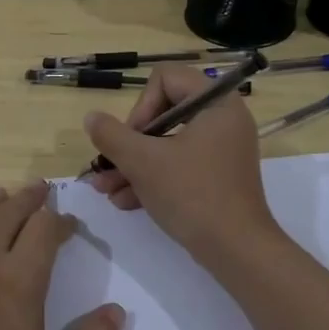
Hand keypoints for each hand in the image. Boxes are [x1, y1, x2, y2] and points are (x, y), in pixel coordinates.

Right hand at [83, 65, 281, 263]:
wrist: (237, 251)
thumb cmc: (192, 194)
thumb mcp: (144, 162)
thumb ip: (112, 135)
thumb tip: (92, 117)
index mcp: (216, 103)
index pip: (166, 78)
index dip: (141, 105)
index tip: (131, 137)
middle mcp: (223, 120)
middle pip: (163, 113)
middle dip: (129, 143)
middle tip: (109, 165)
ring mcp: (221, 150)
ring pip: (167, 144)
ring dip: (133, 164)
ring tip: (105, 190)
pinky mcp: (217, 176)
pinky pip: (179, 165)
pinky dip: (153, 179)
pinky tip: (124, 202)